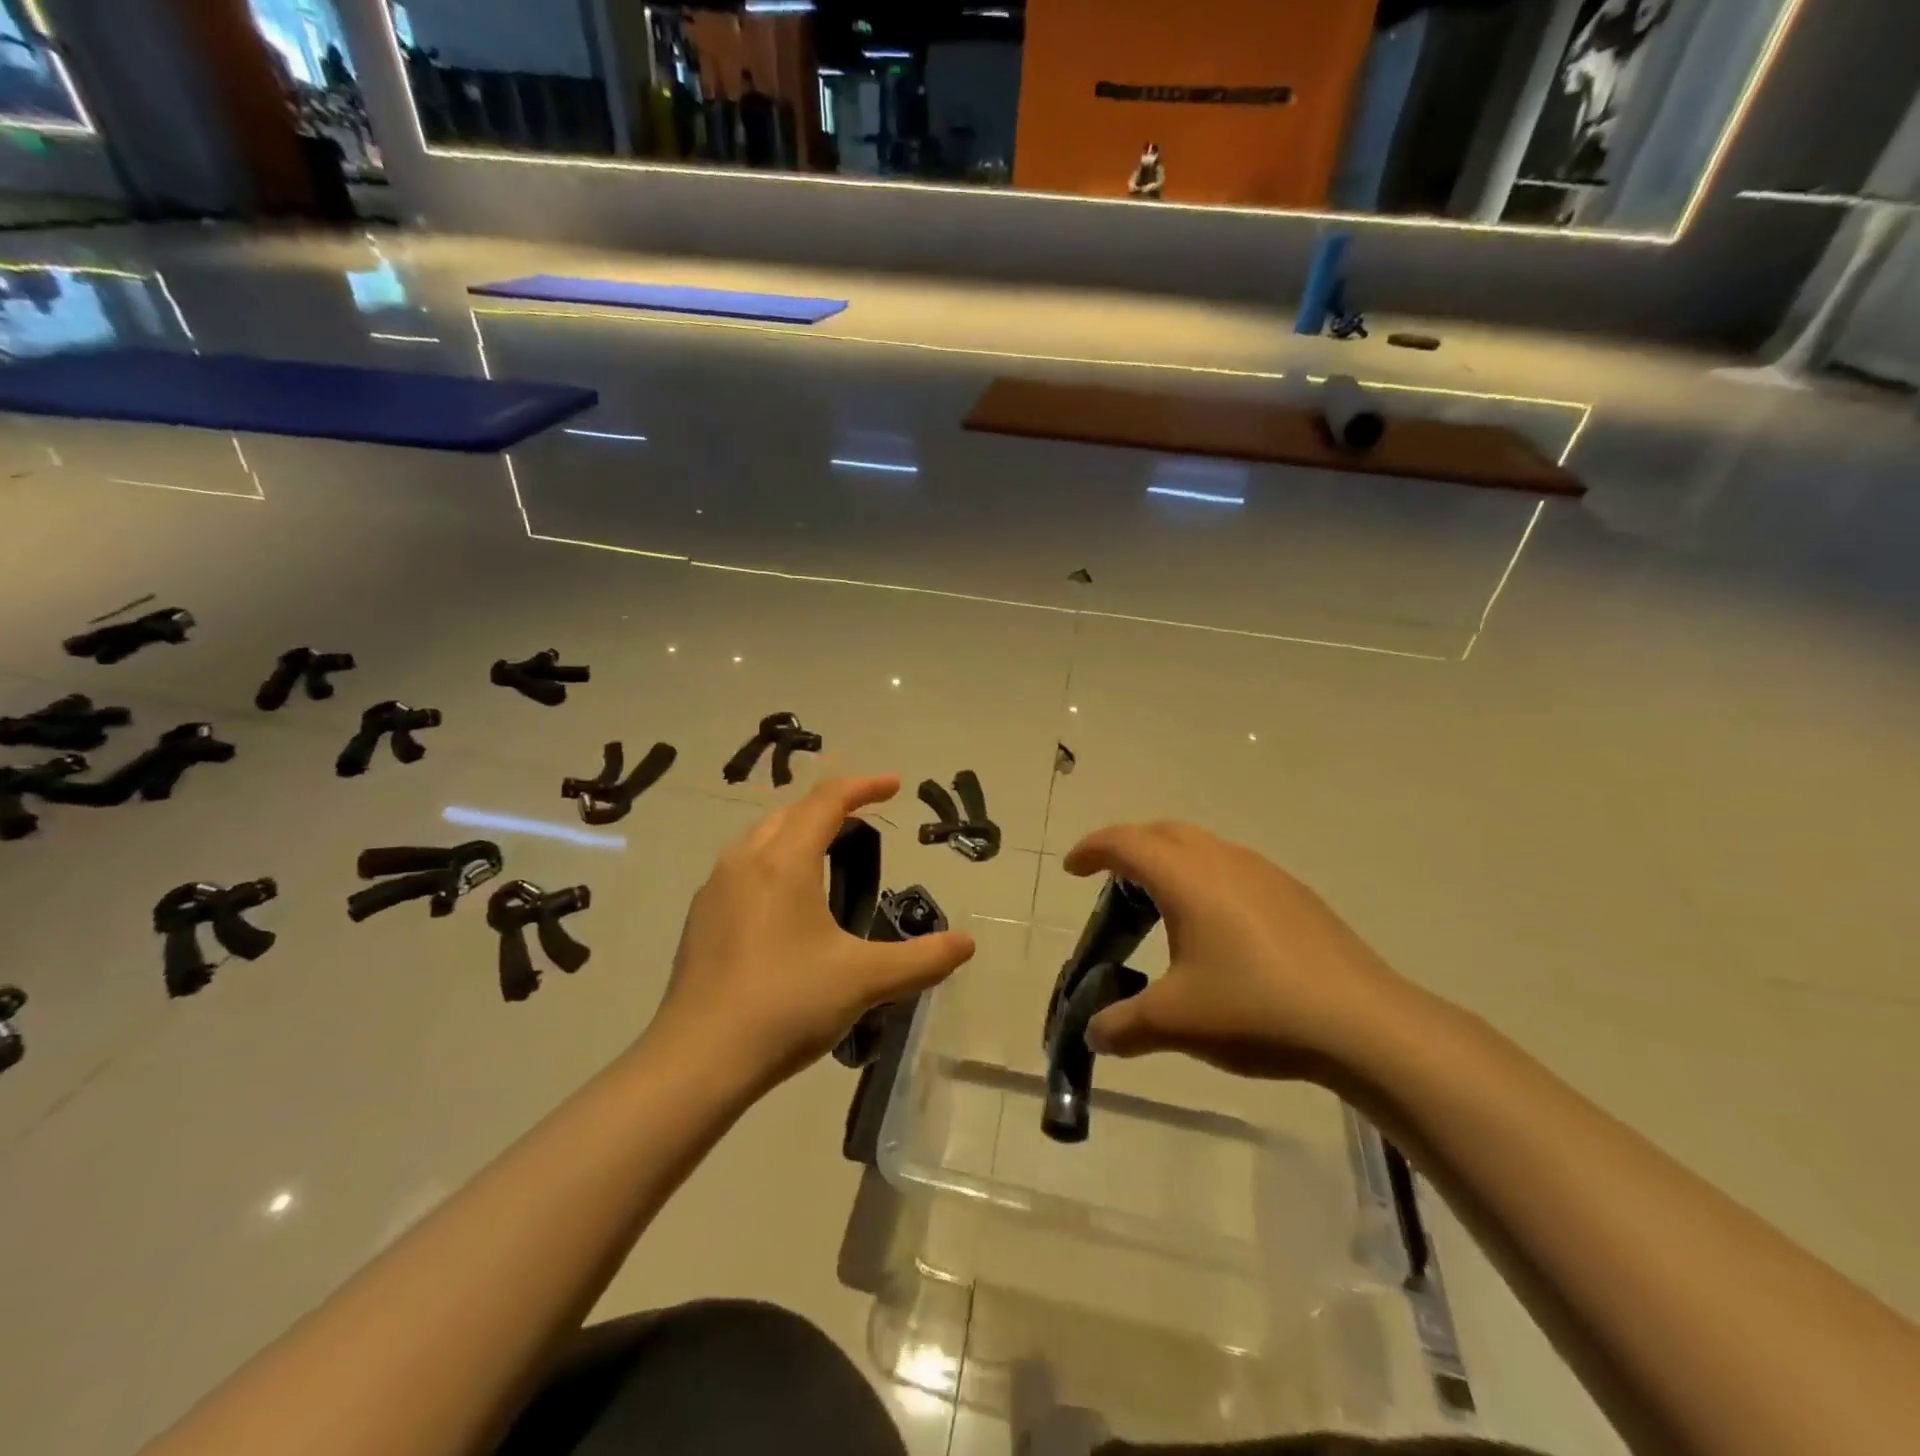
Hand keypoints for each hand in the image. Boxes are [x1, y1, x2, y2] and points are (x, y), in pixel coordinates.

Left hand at [652, 776, 975, 1090]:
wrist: (698, 1060)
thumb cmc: (786, 1005)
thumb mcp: (864, 981)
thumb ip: (921, 959)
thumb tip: (966, 943)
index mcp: (784, 862)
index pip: (827, 800)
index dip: (864, 786)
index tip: (895, 786)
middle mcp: (745, 862)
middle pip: (791, 812)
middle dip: (831, 807)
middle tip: (865, 822)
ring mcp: (715, 889)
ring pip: (761, 838)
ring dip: (797, 832)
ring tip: (827, 855)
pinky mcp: (700, 919)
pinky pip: (742, 867)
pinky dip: (773, 862)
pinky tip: (785, 903)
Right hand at [1064, 821, 1418, 1079]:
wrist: (1364, 1024)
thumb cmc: (1256, 1010)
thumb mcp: (1175, 1023)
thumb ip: (1122, 1026)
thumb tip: (1095, 1033)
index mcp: (1187, 878)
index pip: (1125, 843)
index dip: (1091, 849)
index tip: (1072, 869)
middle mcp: (1223, 861)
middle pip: (1163, 832)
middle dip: (1130, 848)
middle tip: (1112, 884)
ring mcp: (1265, 874)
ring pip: (1203, 847)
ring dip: (1172, 862)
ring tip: (1162, 907)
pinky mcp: (1295, 895)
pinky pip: (1235, 869)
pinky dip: (1207, 880)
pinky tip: (1218, 931)